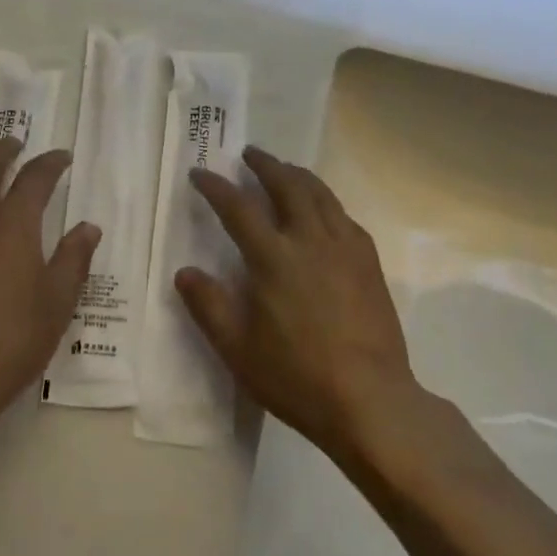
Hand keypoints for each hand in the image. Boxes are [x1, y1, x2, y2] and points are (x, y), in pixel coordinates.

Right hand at [179, 147, 420, 465]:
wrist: (372, 402)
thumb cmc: (298, 377)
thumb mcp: (238, 350)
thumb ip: (208, 307)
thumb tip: (184, 272)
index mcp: (274, 258)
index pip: (238, 207)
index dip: (215, 186)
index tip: (200, 172)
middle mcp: (310, 240)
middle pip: (286, 185)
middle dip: (265, 164)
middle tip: (249, 153)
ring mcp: (345, 248)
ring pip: (320, 194)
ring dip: (297, 174)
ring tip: (284, 169)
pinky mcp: (369, 262)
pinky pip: (344, 216)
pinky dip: (326, 202)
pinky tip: (323, 210)